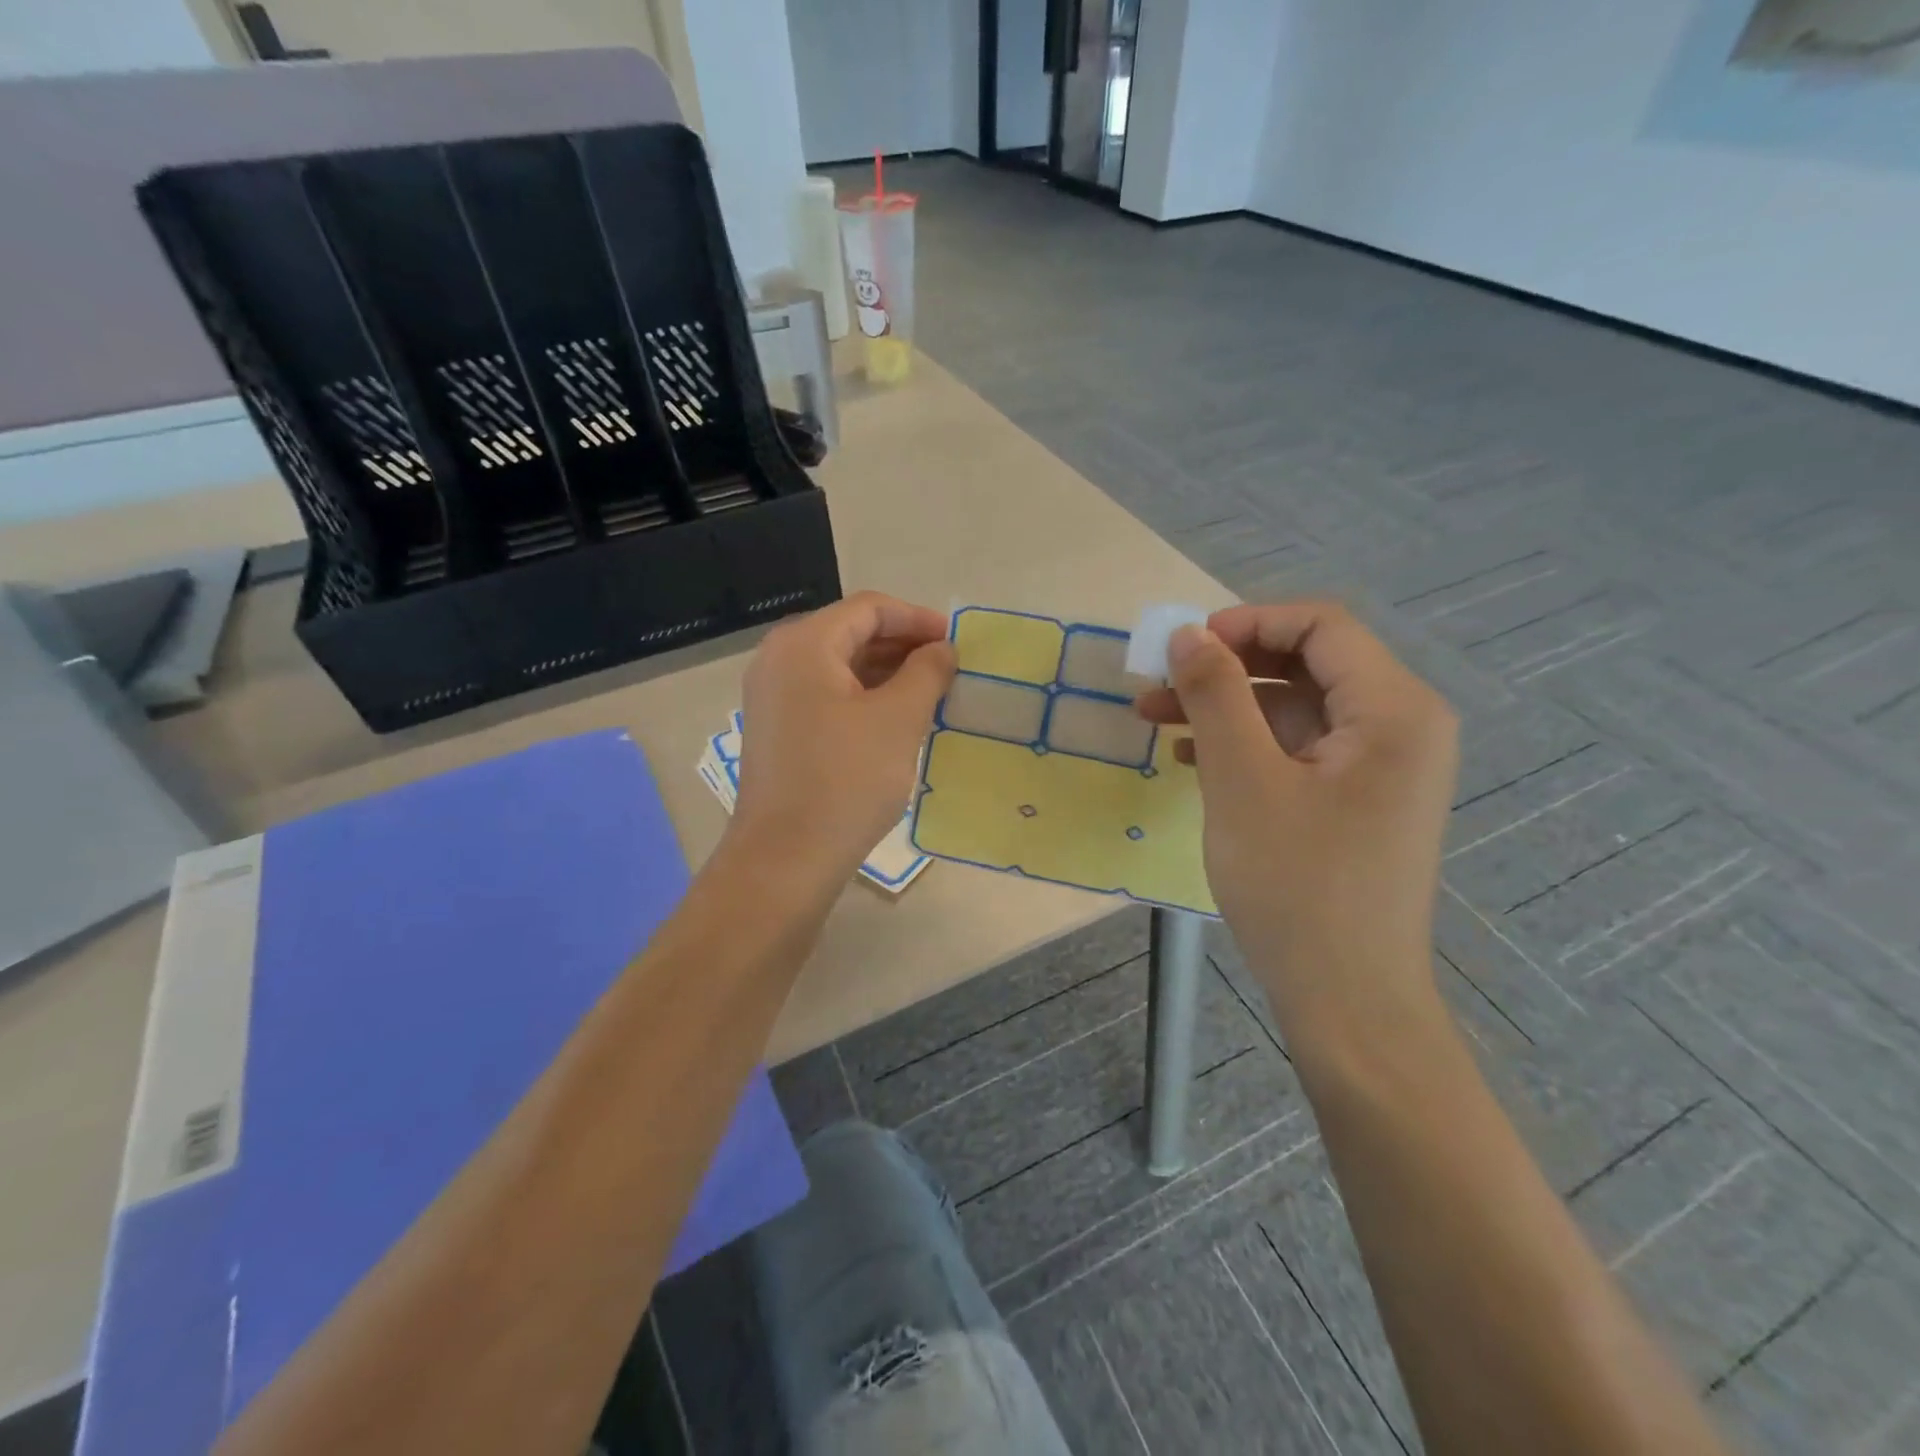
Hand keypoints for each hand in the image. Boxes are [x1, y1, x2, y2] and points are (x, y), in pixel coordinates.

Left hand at [731, 592, 955, 887]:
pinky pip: (826, 695)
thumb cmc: (845, 781)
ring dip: (886, 672)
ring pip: (839, 666)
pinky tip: (895, 718)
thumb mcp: (898, 720)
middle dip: (902, 644)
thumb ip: (926, 672)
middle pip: (850, 633)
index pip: (868, 608)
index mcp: (803, 644)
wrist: (786, 859)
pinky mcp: (778, 730)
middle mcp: (779, 660)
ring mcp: (772, 696)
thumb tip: (942, 649)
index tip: (955, 640)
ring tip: (930, 692)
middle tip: (947, 666)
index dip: (916, 618)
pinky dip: (864, 697)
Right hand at [1136, 601, 1457, 1049]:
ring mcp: (1380, 767)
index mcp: (1394, 710)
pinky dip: (1246, 743)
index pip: (1320, 626)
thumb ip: (1215, 695)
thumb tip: (1186, 633)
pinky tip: (1191, 758)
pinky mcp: (1356, 800)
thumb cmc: (1296, 884)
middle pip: (1307, 663)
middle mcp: (1400, 726)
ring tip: (1155, 718)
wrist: (1345, 998)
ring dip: (1226, 706)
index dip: (1246, 623)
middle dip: (1227, 666)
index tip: (1182, 648)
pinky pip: (1298, 748)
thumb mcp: (1242, 779)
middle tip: (1159, 682)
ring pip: (1295, 707)